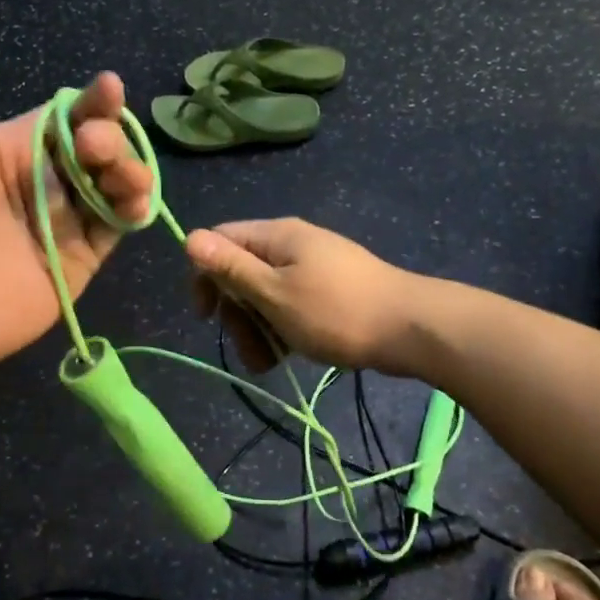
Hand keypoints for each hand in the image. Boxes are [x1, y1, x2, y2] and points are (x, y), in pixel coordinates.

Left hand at [0, 25, 153, 382]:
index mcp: (8, 151)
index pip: (62, 116)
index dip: (90, 102)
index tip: (108, 88)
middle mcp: (42, 180)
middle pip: (96, 145)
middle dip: (110, 137)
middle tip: (96, 148)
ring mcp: (65, 220)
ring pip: (114, 182)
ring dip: (130, 170)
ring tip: (122, 179)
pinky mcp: (82, 257)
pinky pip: (117, 227)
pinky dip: (134, 211)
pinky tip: (135, 204)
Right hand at [184, 217, 423, 374]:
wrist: (410, 328)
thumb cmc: (336, 311)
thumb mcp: (274, 293)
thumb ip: (231, 268)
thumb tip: (188, 236)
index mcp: (276, 236)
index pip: (220, 241)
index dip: (205, 276)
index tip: (207, 316)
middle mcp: (292, 244)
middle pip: (242, 272)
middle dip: (237, 314)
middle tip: (249, 349)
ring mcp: (313, 267)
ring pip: (266, 294)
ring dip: (258, 329)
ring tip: (268, 363)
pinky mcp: (329, 290)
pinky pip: (291, 305)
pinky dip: (282, 329)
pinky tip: (287, 356)